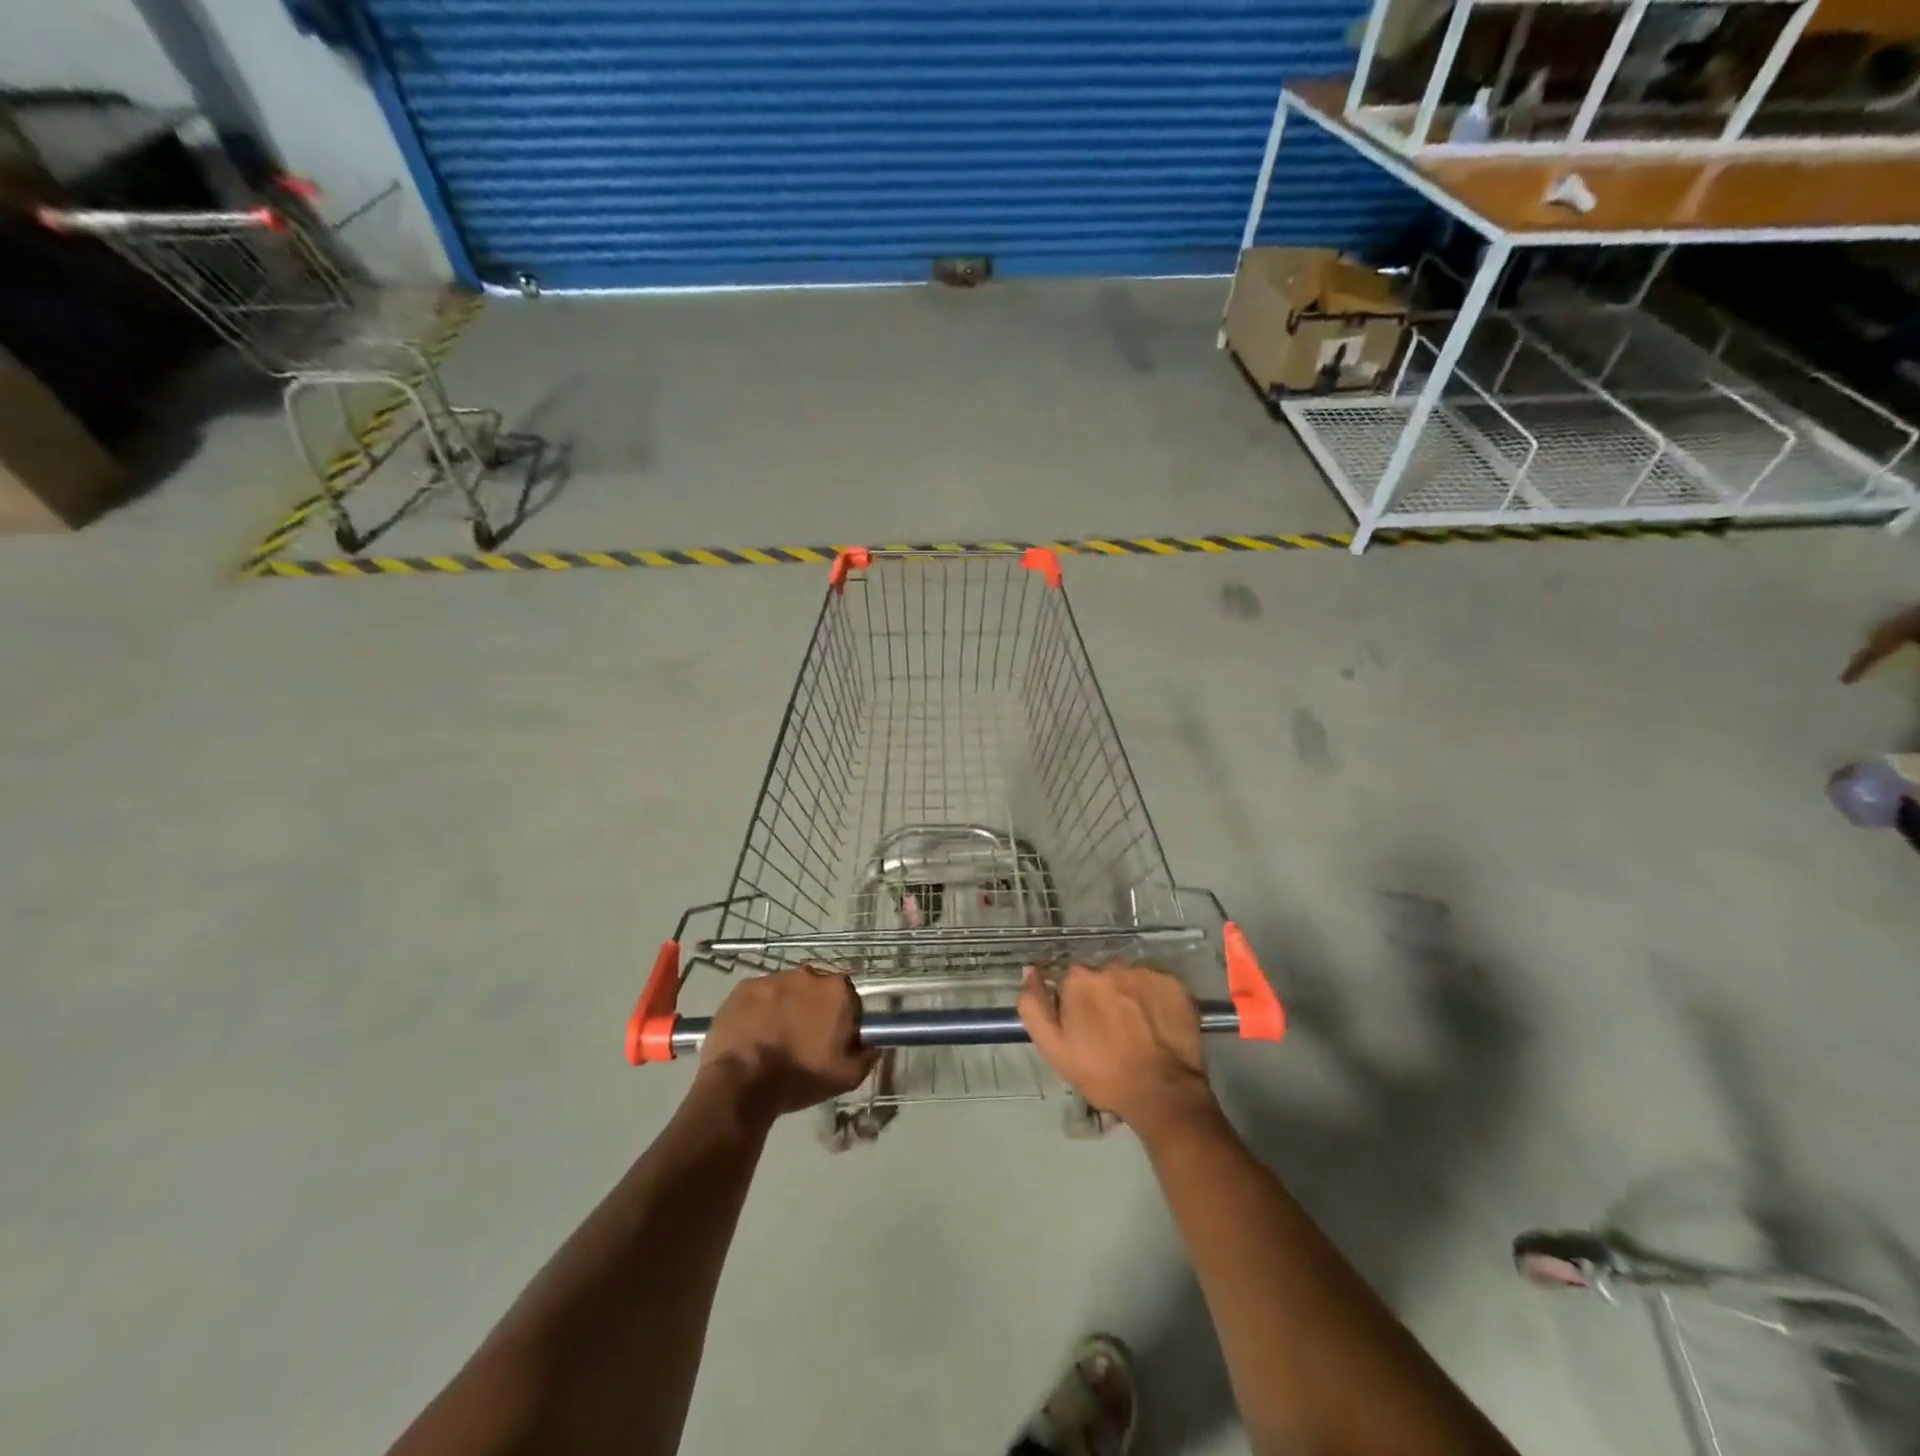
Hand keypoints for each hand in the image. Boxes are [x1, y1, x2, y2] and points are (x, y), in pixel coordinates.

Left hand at [697, 968, 876, 1121]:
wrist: (741, 1083)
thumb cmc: (799, 1077)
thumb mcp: (847, 1077)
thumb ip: (868, 1055)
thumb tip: (875, 1043)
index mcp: (837, 990)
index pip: (849, 997)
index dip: (843, 1017)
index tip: (834, 1037)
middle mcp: (808, 974)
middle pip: (817, 989)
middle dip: (814, 1008)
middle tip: (804, 1039)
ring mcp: (773, 978)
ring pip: (787, 990)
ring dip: (786, 1007)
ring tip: (775, 1038)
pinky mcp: (744, 987)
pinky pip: (759, 995)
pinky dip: (759, 1010)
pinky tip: (753, 1034)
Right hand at [1018, 964, 1219, 1136]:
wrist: (1162, 1093)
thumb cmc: (1103, 1074)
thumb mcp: (1053, 1048)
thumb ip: (1034, 1006)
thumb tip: (1030, 970)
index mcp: (1079, 979)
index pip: (1069, 982)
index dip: (1074, 1006)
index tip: (1084, 1030)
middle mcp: (1111, 966)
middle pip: (1100, 977)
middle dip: (1102, 998)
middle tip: (1111, 1032)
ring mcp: (1146, 973)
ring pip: (1128, 980)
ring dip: (1128, 997)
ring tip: (1136, 1031)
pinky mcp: (1174, 984)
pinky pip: (1156, 985)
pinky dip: (1153, 1000)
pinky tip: (1156, 1025)